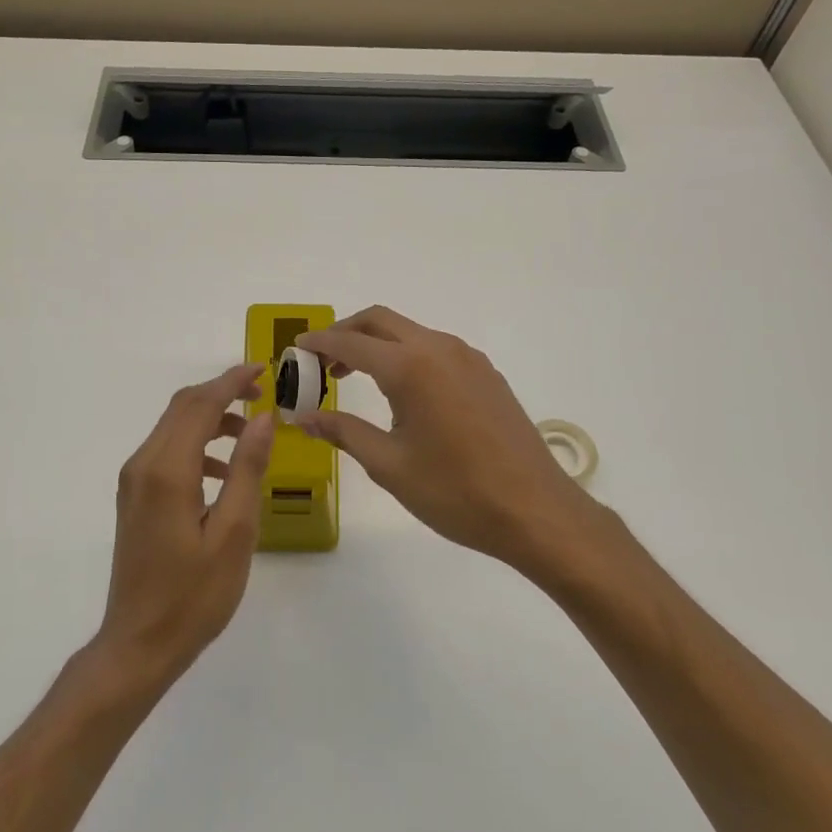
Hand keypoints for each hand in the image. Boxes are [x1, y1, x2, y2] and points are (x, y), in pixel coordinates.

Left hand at [96, 363, 276, 683]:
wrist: (138, 644)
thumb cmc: (194, 595)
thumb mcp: (234, 533)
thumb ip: (247, 469)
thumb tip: (264, 418)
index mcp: (167, 471)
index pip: (200, 405)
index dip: (232, 381)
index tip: (265, 370)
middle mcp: (143, 465)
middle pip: (182, 408)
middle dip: (222, 393)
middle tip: (264, 397)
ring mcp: (133, 482)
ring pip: (173, 427)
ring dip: (211, 419)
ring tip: (252, 435)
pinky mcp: (134, 497)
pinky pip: (167, 452)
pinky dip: (197, 445)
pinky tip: (223, 472)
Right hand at [293, 307, 606, 576]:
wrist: (536, 510)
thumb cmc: (455, 491)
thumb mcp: (389, 465)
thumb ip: (344, 432)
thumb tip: (304, 418)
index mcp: (411, 367)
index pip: (350, 342)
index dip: (318, 343)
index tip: (295, 350)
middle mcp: (439, 349)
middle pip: (380, 321)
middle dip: (345, 333)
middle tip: (321, 361)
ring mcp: (468, 359)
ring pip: (410, 332)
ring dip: (377, 343)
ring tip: (355, 377)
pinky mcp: (486, 374)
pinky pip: (435, 349)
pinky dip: (406, 355)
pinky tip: (401, 391)